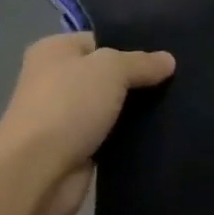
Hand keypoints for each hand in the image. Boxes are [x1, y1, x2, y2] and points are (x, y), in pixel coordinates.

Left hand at [0, 32, 175, 214]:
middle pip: (105, 74)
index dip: (131, 47)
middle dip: (136, 80)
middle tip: (176, 80)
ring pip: (109, 106)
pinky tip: (157, 135)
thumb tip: (169, 60)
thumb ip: (140, 62)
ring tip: (175, 105)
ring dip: (133, 111)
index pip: (100, 40)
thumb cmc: (68, 105)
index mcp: (54, 50)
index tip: (164, 58)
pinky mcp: (74, 150)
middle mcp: (55, 79)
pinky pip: (108, 135)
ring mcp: (63, 117)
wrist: (37, 174)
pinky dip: (127, 137)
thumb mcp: (111, 69)